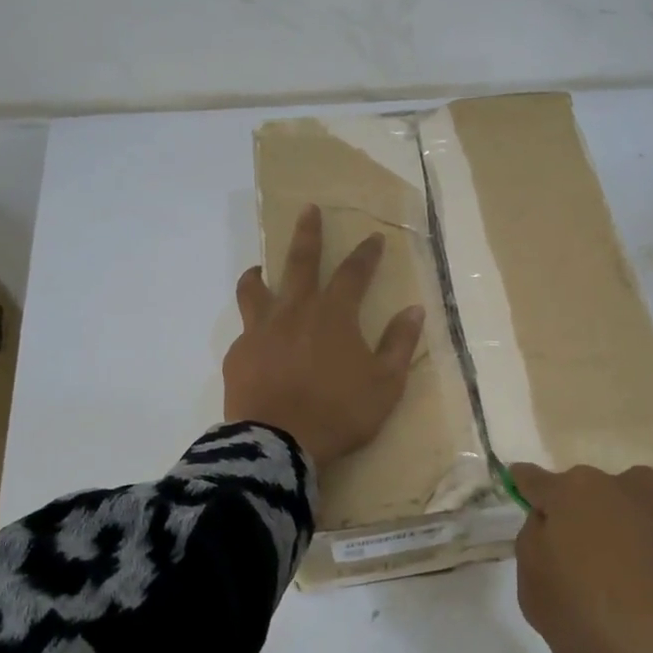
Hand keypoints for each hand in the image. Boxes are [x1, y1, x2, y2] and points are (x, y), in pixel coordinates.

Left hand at [223, 204, 424, 466]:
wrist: (278, 443)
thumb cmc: (339, 413)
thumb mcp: (385, 384)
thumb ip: (399, 344)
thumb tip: (413, 310)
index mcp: (334, 315)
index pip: (353, 273)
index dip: (366, 254)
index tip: (373, 237)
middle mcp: (295, 311)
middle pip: (300, 262)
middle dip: (307, 234)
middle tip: (308, 210)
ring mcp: (261, 330)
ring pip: (256, 289)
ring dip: (259, 274)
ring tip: (258, 268)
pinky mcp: (238, 353)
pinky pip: (245, 330)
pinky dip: (253, 326)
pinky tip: (256, 340)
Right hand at [510, 464, 652, 652]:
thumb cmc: (605, 632)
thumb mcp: (538, 600)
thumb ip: (534, 547)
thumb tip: (548, 523)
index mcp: (575, 495)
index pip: (537, 481)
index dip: (529, 488)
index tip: (526, 492)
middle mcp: (628, 481)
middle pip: (599, 497)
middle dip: (597, 523)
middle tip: (605, 575)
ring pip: (650, 510)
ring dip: (645, 535)